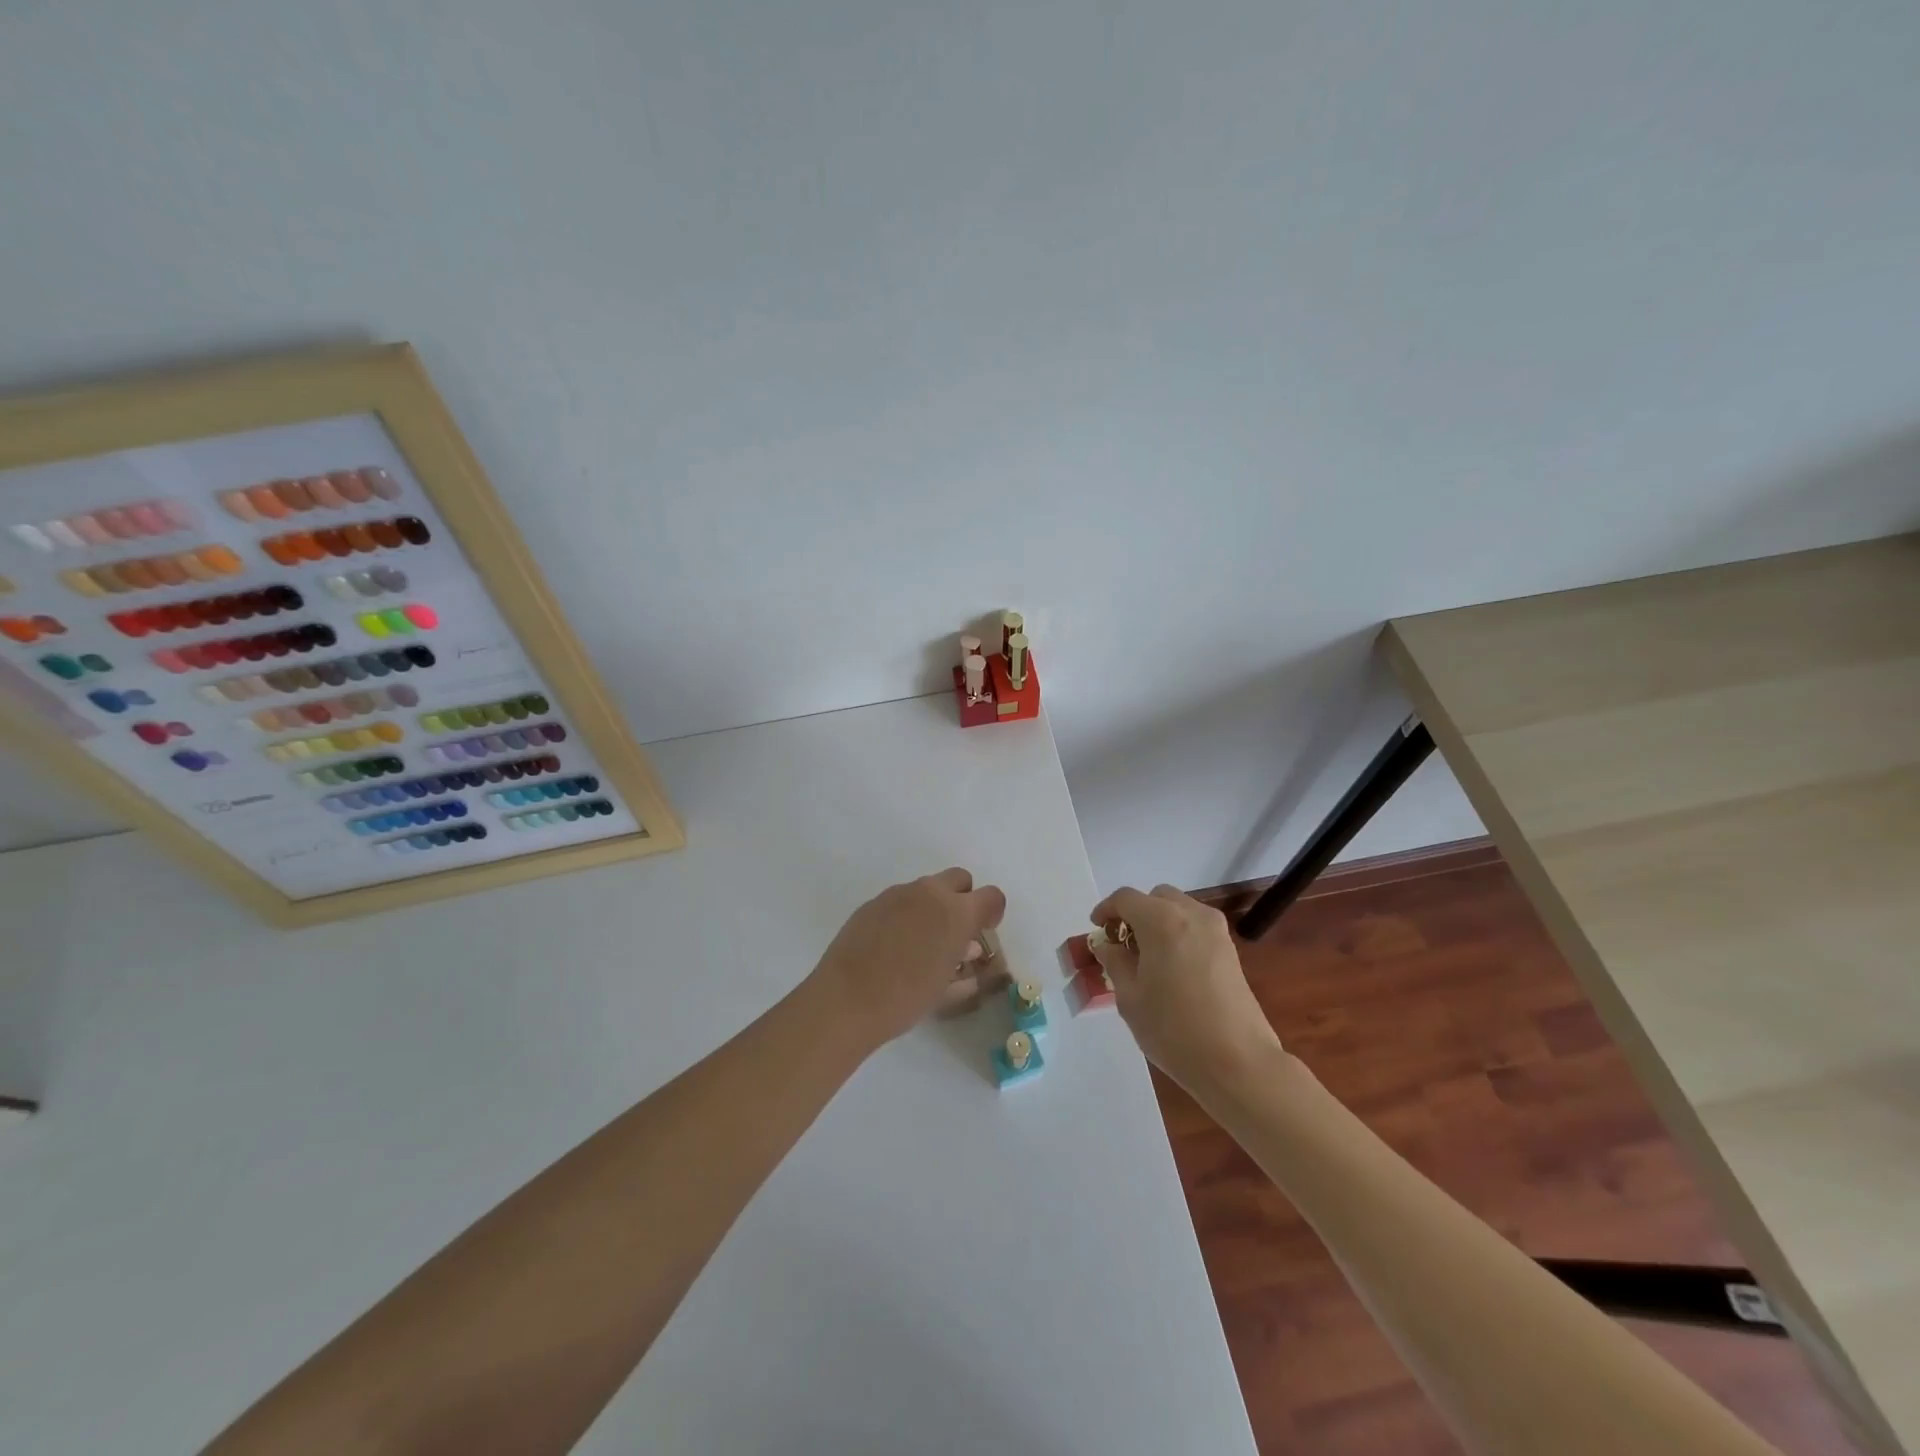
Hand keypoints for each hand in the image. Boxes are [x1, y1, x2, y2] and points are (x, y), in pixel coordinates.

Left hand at [809, 868, 1007, 1049]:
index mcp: (956, 912)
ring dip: (932, 907)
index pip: (992, 896)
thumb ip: (963, 962)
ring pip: (927, 888)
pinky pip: (900, 899)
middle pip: (959, 879)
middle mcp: (929, 893)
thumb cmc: (905, 998)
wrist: (846, 999)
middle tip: (954, 932)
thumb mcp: (946, 987)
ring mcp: (897, 894)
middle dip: (963, 899)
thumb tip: (966, 948)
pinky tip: (892, 945)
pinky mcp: (873, 902)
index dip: (992, 912)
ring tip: (920, 943)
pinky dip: (906, 914)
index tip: (984, 932)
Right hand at [1088, 885, 1285, 1090]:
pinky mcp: (1230, 950)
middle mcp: (1191, 914)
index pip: (1125, 898)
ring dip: (1158, 922)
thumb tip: (1107, 945)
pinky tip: (1172, 968)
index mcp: (1161, 920)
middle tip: (1122, 944)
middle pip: (1155, 897)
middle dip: (1135, 913)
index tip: (1097, 930)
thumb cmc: (1173, 1029)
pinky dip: (1178, 934)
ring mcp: (1216, 931)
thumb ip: (1114, 962)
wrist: (1238, 1062)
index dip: (1106, 910)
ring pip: (1179, 910)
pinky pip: (1196, 927)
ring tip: (1147, 958)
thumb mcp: (1130, 997)